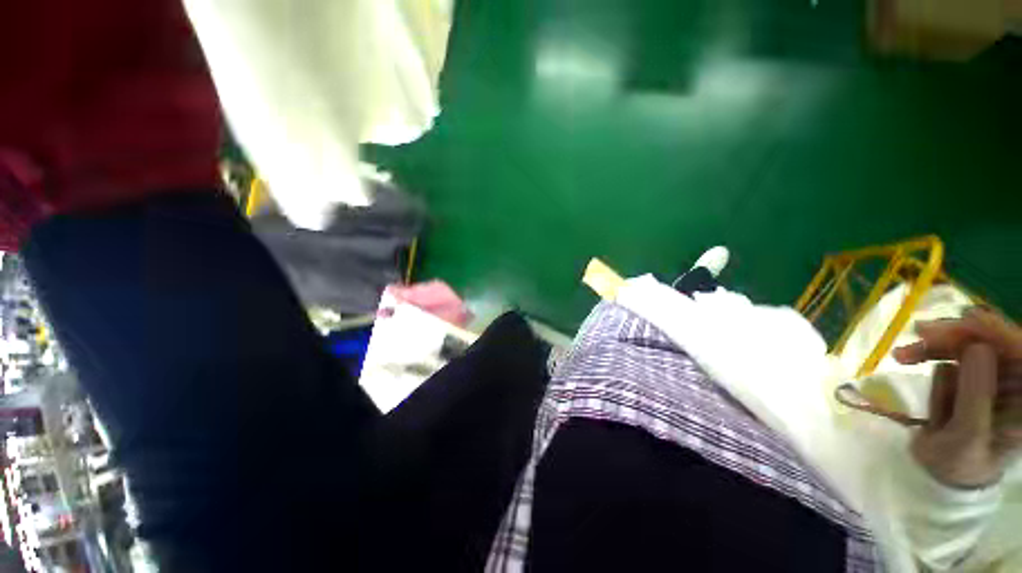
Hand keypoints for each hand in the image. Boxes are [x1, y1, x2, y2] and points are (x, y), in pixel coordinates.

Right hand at [894, 309, 1021, 487]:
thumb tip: (975, 346)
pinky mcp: (979, 375)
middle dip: (957, 337)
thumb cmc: (960, 463)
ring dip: (937, 346)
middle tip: (917, 334)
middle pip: (994, 344)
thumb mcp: (968, 435)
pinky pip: (958, 355)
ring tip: (901, 355)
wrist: (945, 472)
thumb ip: (976, 394)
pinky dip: (934, 356)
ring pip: (972, 345)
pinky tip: (912, 360)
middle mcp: (1018, 382)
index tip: (963, 319)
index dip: (997, 331)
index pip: (1020, 351)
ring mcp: (1000, 377)